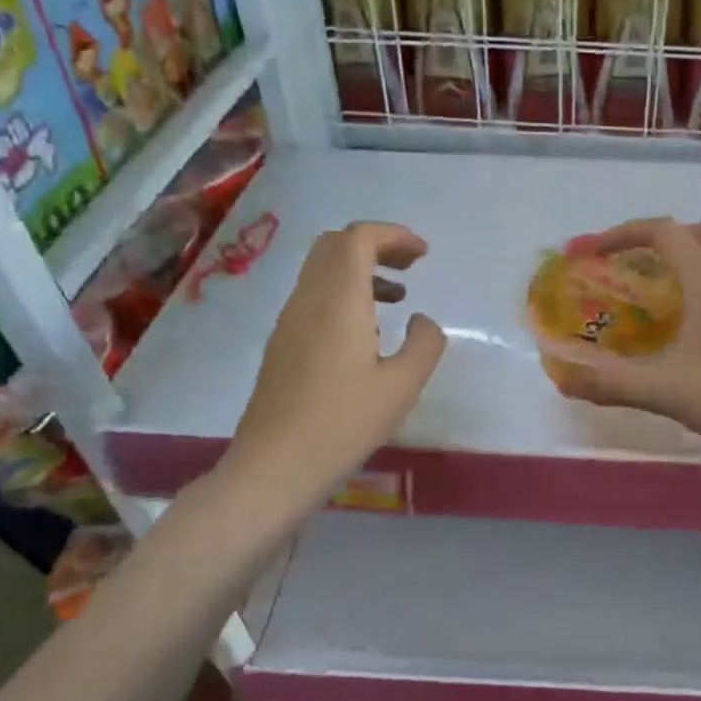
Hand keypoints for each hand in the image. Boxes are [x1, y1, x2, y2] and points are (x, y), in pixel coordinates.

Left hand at [222, 222, 445, 504]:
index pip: (358, 239)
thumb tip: (421, 321)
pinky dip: (345, 293)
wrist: (276, 465)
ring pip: (322, 270)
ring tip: (397, 297)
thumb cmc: (344, 423)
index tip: (424, 254)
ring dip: (360, 270)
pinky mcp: (283, 344)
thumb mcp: (403, 385)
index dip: (393, 235)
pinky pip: (314, 296)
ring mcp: (289, 321)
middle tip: (411, 266)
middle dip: (376, 245)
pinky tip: (367, 332)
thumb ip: (424, 343)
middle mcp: (308, 299)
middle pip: (335, 245)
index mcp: (338, 300)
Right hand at [549, 217, 700, 467]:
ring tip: (659, 293)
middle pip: (698, 233)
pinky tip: (693, 323)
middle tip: (632, 267)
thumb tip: (562, 378)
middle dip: (660, 240)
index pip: (663, 232)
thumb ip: (609, 382)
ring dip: (688, 258)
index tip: (592, 252)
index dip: (621, 234)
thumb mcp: (662, 389)